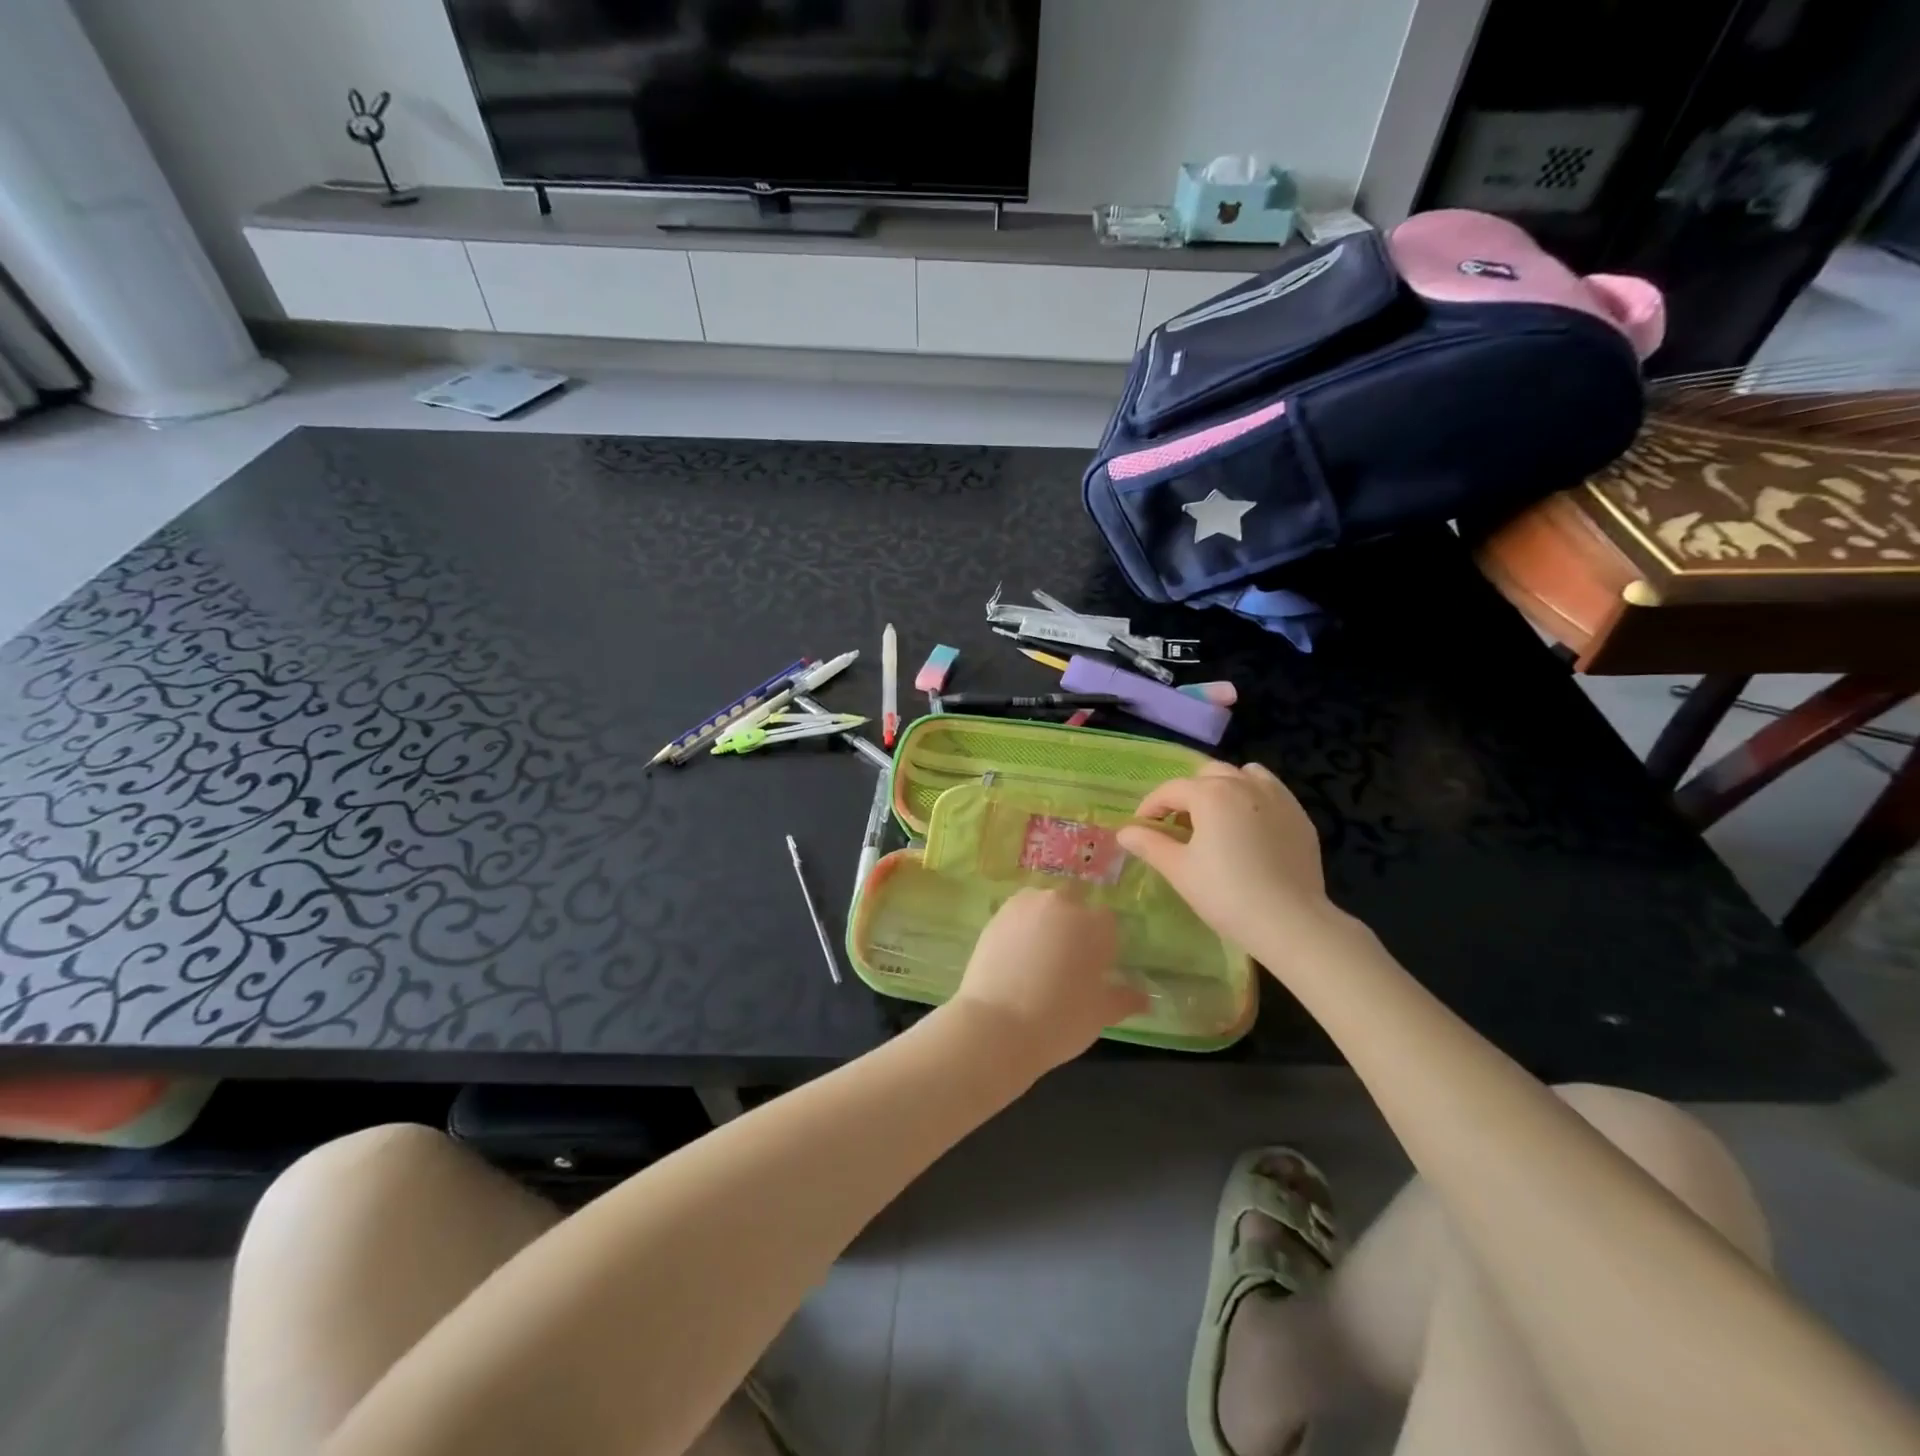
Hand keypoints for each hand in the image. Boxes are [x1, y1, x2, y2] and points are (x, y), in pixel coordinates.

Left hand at [947, 887, 1146, 1074]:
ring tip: (1038, 957)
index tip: (1095, 967)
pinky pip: (1017, 914)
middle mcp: (1062, 904)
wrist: (997, 1025)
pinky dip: (1020, 927)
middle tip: (1066, 960)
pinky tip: (1016, 956)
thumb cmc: (1060, 1020)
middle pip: (1074, 903)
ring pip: (1043, 904)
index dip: (1102, 942)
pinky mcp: (997, 915)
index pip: (1107, 921)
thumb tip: (1146, 997)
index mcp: (1094, 925)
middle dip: (1074, 923)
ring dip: (1046, 920)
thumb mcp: (1101, 1014)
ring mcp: (1025, 905)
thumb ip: (1125, 998)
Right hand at [1116, 762, 1333, 967]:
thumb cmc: (1226, 894)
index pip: (1171, 790)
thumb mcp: (1179, 869)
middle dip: (1187, 794)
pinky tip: (1249, 827)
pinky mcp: (1299, 816)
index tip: (1141, 829)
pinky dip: (1253, 798)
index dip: (1150, 807)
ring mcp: (1277, 797)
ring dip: (1223, 788)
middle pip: (1207, 775)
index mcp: (1211, 794)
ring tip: (1216, 818)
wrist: (1290, 921)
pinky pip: (1271, 791)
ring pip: (1243, 775)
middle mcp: (1244, 784)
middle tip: (1178, 825)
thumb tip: (1124, 832)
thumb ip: (1149, 844)